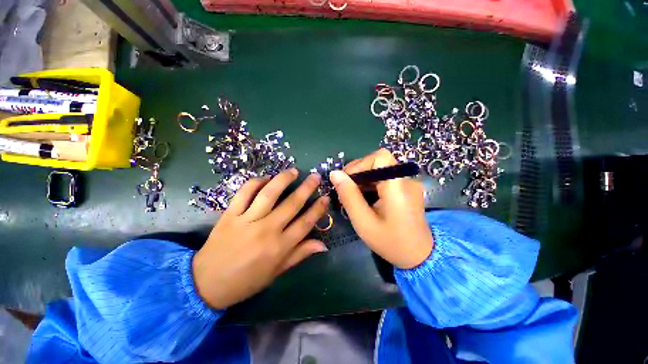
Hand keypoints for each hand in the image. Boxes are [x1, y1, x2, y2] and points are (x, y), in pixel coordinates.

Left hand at [192, 169, 329, 308]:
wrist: (207, 284)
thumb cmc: (246, 281)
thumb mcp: (277, 272)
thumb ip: (300, 254)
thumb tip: (323, 245)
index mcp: (279, 247)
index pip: (306, 223)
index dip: (318, 209)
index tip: (326, 197)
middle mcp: (266, 230)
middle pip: (292, 204)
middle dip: (307, 188)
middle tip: (315, 176)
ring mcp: (247, 220)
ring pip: (269, 193)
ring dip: (283, 179)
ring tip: (293, 171)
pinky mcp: (230, 214)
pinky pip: (244, 193)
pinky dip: (256, 182)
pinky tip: (266, 178)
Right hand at [330, 149, 432, 268]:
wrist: (419, 257)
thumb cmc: (390, 242)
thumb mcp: (364, 222)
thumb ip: (349, 196)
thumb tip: (335, 174)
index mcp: (398, 186)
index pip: (380, 157)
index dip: (361, 164)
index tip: (347, 180)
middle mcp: (406, 180)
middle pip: (379, 162)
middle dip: (358, 172)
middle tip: (345, 189)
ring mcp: (408, 183)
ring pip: (380, 169)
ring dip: (363, 178)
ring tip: (353, 195)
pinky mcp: (406, 189)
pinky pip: (385, 177)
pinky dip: (371, 183)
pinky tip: (364, 197)